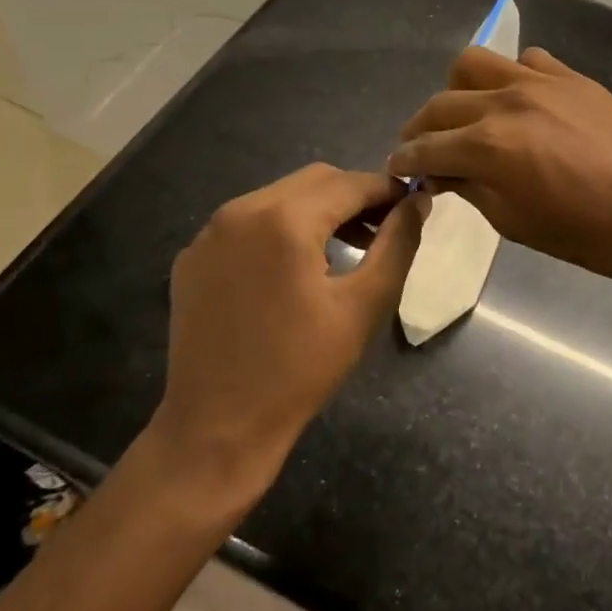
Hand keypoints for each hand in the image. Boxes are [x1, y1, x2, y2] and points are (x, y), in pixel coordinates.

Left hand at [147, 165, 424, 495]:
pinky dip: (281, 228)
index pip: (350, 183)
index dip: (388, 189)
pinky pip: (249, 222)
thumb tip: (418, 201)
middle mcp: (241, 211)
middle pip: (314, 180)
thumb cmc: (301, 369)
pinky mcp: (193, 257)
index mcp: (284, 220)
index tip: (414, 205)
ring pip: (280, 196)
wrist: (217, 430)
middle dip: (355, 195)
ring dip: (320, 210)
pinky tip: (296, 266)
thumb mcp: (364, 305)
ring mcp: (210, 233)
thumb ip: (398, 243)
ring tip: (348, 245)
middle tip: (385, 227)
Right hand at [388, 47, 611, 294]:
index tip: (397, 167)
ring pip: (475, 63)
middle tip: (424, 149)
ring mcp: (541, 82)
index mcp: (487, 145)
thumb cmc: (585, 234)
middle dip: (422, 128)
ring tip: (466, 116)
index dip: (405, 160)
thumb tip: (442, 173)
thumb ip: (470, 188)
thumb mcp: (514, 222)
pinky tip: (520, 103)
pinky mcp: (571, 77)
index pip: (426, 147)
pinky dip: (510, 78)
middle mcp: (505, 101)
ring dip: (458, 90)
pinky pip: (527, 61)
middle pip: (441, 103)